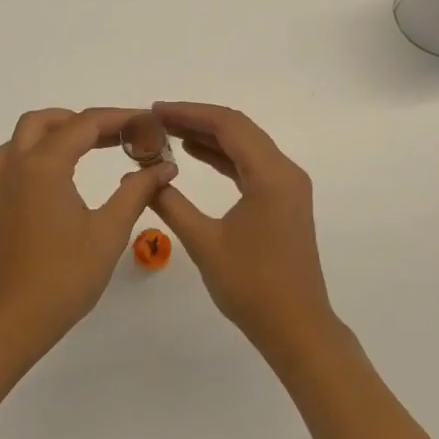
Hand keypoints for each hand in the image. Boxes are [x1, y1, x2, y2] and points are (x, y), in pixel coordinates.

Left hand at [0, 107, 176, 360]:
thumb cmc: (63, 277)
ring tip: (89, 143)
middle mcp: (19, 165)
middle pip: (50, 121)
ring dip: (57, 129)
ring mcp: (3, 183)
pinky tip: (52, 168)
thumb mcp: (109, 232)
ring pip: (25, 134)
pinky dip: (33, 149)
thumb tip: (164, 166)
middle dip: (87, 121)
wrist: (12, 320)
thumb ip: (137, 192)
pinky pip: (10, 157)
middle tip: (122, 135)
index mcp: (45, 166)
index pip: (85, 124)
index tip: (149, 123)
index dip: (120, 118)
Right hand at [150, 102, 340, 361]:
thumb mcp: (204, 243)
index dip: (189, 112)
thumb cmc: (251, 287)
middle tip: (157, 120)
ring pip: (245, 145)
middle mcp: (285, 171)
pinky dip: (223, 157)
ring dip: (209, 137)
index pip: (228, 125)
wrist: (296, 328)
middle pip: (239, 129)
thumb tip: (141, 177)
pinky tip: (195, 155)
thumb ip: (171, 204)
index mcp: (271, 175)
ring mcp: (287, 186)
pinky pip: (251, 165)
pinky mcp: (284, 200)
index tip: (155, 110)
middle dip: (197, 120)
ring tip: (169, 133)